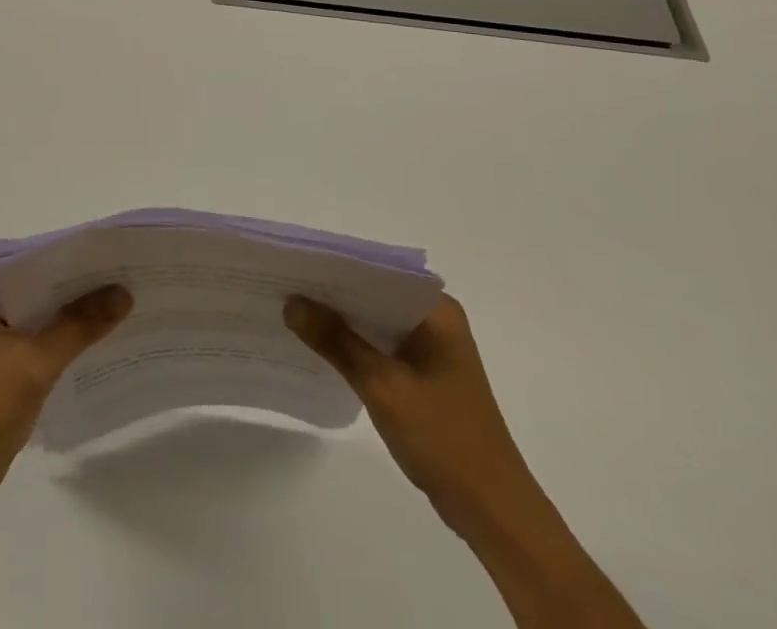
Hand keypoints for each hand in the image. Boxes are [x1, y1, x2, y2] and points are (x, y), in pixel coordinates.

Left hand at [0, 272, 131, 490]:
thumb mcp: (37, 361)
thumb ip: (79, 324)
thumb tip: (123, 292)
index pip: (23, 260)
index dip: (62, 255)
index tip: (101, 251)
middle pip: (29, 285)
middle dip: (68, 285)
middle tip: (115, 273)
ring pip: (32, 312)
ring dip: (64, 312)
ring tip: (111, 299)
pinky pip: (30, 336)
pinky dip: (55, 336)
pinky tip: (89, 336)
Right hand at [285, 292, 535, 526]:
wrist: (493, 512)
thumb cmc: (443, 439)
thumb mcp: (382, 386)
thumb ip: (336, 341)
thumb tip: (291, 302)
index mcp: (436, 310)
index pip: (377, 272)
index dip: (334, 267)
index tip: (294, 265)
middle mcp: (436, 319)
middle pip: (374, 295)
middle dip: (333, 294)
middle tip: (283, 286)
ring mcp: (432, 348)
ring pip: (376, 321)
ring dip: (341, 321)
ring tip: (292, 311)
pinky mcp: (424, 374)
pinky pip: (382, 346)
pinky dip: (355, 346)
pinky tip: (321, 348)